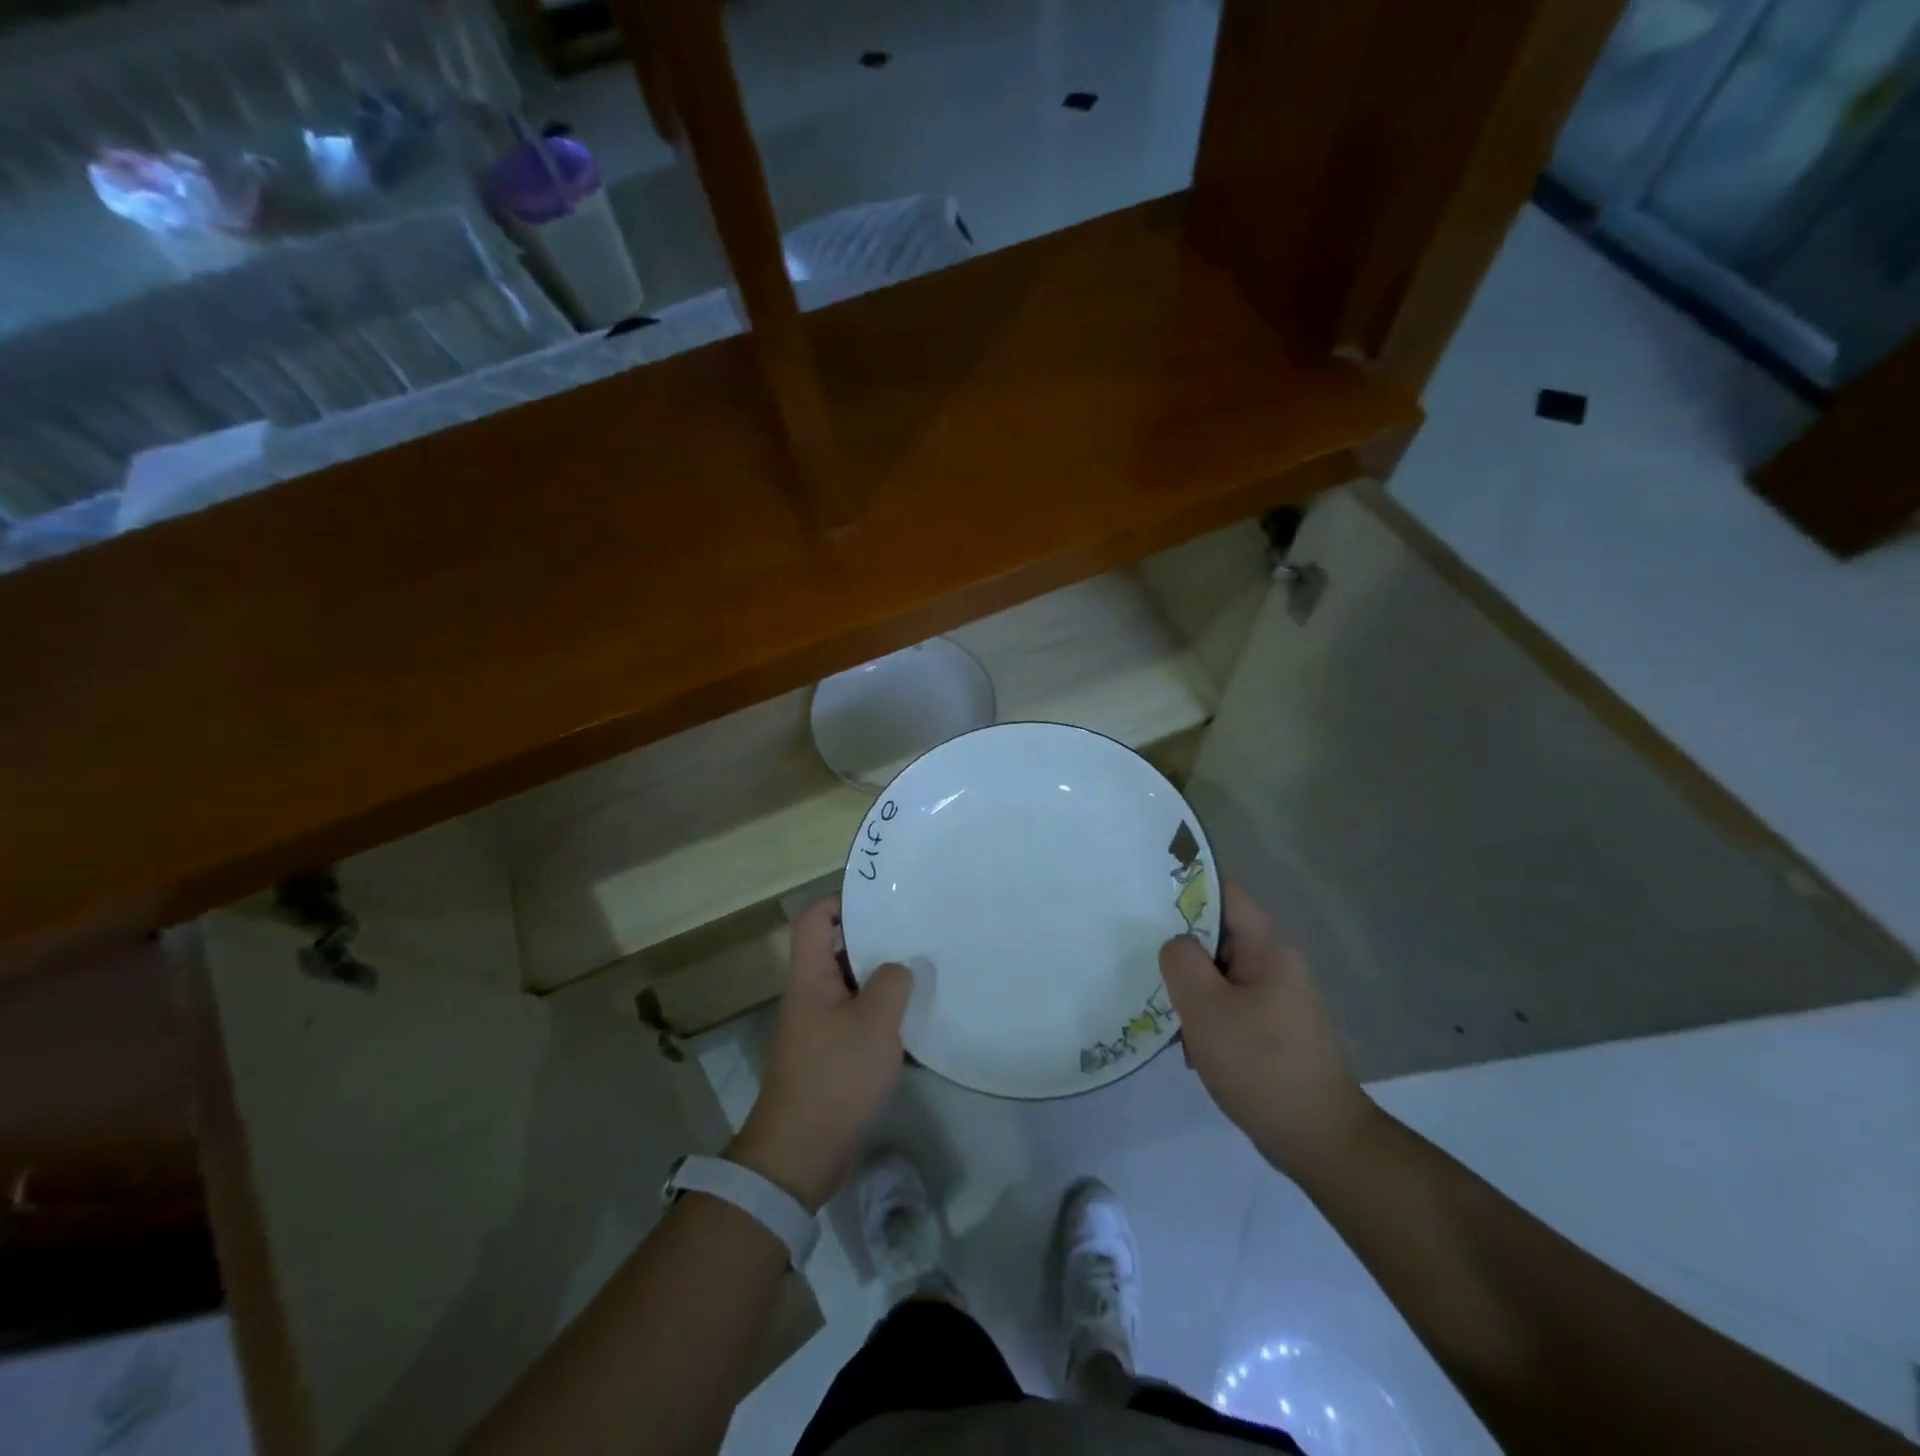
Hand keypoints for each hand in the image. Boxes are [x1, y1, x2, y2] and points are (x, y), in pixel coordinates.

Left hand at [730, 897, 911, 1211]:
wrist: (801, 1151)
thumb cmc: (835, 1076)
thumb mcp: (875, 1023)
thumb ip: (892, 984)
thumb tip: (900, 966)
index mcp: (810, 978)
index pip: (814, 920)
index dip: (841, 901)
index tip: (880, 901)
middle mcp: (809, 995)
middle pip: (835, 950)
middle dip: (872, 939)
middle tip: (913, 932)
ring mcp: (817, 1026)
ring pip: (850, 985)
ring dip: (880, 978)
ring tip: (920, 970)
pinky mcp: (829, 1054)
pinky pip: (855, 1017)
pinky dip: (879, 1012)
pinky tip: (911, 1018)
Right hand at [1160, 881, 1377, 1179]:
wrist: (1319, 1140)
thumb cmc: (1260, 1064)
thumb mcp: (1206, 1008)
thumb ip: (1182, 961)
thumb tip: (1177, 945)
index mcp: (1269, 948)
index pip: (1226, 894)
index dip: (1188, 892)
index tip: (1150, 908)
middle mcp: (1278, 965)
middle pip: (1220, 935)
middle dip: (1184, 953)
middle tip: (1149, 969)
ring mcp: (1279, 999)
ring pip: (1222, 975)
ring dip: (1194, 993)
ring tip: (1171, 1019)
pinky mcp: (1276, 1029)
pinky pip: (1232, 1005)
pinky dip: (1209, 1019)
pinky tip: (1192, 1048)